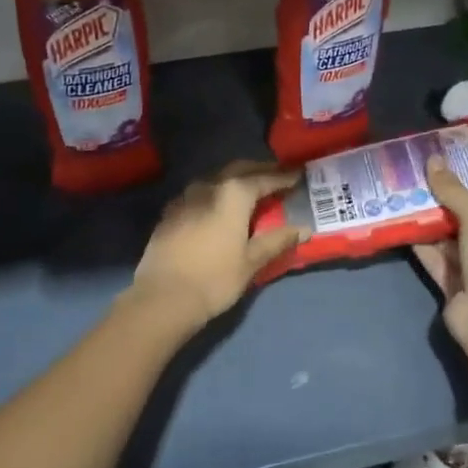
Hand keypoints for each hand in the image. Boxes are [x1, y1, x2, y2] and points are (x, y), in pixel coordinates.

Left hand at [131, 161, 306, 327]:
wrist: (163, 297)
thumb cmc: (215, 278)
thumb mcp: (251, 261)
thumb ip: (277, 241)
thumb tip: (304, 229)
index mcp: (233, 194)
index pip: (264, 179)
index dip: (283, 177)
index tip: (298, 175)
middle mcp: (208, 187)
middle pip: (238, 170)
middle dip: (259, 170)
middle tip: (276, 174)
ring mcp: (185, 197)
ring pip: (215, 178)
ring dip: (234, 178)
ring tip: (248, 188)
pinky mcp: (169, 213)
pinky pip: (198, 193)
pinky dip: (214, 193)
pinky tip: (217, 206)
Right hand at [411, 157, 467, 394]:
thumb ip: (454, 191)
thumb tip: (432, 160)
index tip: (451, 169)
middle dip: (446, 203)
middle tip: (422, 178)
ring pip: (449, 241)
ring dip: (430, 223)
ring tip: (405, 195)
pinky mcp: (454, 286)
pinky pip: (435, 259)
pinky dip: (420, 245)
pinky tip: (400, 224)